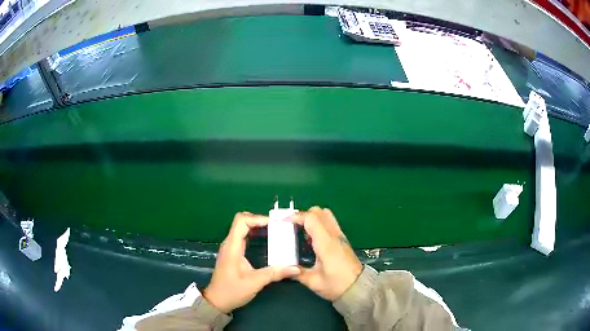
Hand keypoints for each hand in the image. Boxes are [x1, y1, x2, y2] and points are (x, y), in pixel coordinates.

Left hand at [203, 212, 299, 313]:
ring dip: (257, 227)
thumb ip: (274, 274)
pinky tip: (266, 241)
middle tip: (278, 227)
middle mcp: (229, 244)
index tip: (274, 224)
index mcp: (232, 247)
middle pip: (242, 222)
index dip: (257, 218)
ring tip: (275, 231)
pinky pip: (243, 237)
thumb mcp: (254, 283)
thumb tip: (295, 268)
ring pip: (242, 229)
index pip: (241, 221)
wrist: (217, 301)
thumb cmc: (232, 291)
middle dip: (260, 221)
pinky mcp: (232, 253)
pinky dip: (254, 235)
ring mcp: (230, 248)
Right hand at [289, 207, 362, 300]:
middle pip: (319, 212)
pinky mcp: (343, 241)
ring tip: (300, 231)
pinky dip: (319, 224)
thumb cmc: (336, 285)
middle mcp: (334, 235)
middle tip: (291, 226)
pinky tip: (311, 240)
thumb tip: (284, 267)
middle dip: (303, 215)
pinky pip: (330, 224)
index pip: (311, 219)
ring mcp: (340, 237)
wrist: (359, 289)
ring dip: (312, 218)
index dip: (296, 217)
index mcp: (326, 243)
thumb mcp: (313, 281)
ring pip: (326, 215)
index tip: (283, 222)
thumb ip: (297, 272)